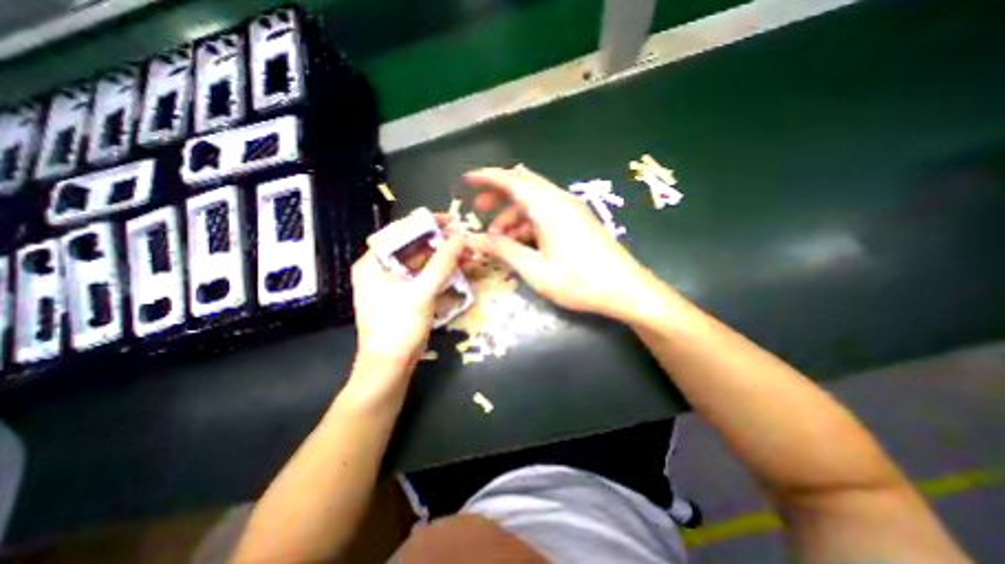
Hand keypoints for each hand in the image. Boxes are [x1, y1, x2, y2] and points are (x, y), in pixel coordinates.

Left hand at [351, 235, 464, 374]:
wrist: (390, 366)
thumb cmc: (399, 327)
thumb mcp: (422, 292)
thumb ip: (442, 264)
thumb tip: (460, 239)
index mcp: (373, 263)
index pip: (400, 232)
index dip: (426, 223)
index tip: (451, 220)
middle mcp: (380, 269)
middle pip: (411, 246)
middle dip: (439, 242)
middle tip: (464, 239)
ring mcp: (392, 283)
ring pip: (420, 262)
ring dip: (442, 257)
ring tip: (466, 254)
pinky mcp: (403, 295)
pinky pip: (422, 276)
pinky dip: (439, 272)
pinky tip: (457, 269)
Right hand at [455, 165, 664, 323]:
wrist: (626, 290)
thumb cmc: (579, 281)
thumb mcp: (534, 268)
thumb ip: (502, 249)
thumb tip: (472, 238)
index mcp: (548, 206)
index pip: (511, 179)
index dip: (486, 177)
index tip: (466, 181)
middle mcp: (559, 200)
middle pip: (522, 186)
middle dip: (498, 196)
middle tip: (479, 212)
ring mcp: (571, 210)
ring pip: (534, 202)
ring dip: (513, 214)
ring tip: (499, 238)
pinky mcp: (577, 221)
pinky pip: (546, 213)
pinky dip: (528, 222)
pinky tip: (522, 242)